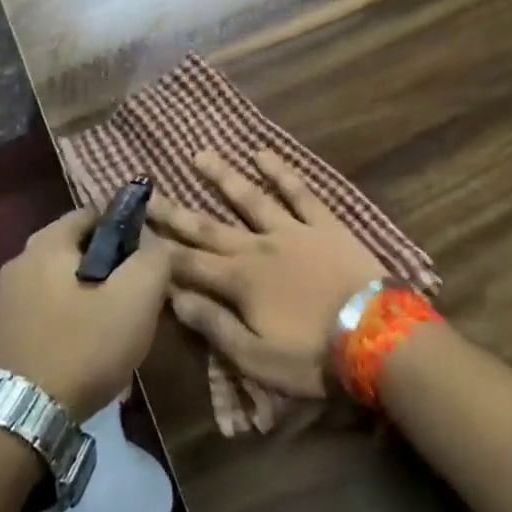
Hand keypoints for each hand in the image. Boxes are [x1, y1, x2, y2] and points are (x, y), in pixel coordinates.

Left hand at [0, 208, 170, 417]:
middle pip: (78, 249)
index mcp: (46, 243)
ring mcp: (7, 300)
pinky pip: (49, 312)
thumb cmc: (81, 348)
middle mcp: (20, 262)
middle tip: (138, 294)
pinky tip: (89, 350)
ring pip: (64, 283)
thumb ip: (153, 258)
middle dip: (111, 266)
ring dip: (92, 296)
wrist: (19, 422)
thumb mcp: (136, 297)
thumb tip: (154, 243)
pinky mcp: (4, 335)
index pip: (94, 213)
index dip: (127, 227)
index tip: (148, 255)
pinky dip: (72, 321)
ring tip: (118, 327)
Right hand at [151, 149, 383, 396]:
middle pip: (209, 227)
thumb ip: (214, 325)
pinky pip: (299, 191)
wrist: (376, 334)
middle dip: (176, 211)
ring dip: (223, 176)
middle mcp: (258, 247)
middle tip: (150, 192)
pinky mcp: (323, 223)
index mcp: (239, 281)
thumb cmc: (312, 355)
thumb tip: (174, 298)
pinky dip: (280, 171)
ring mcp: (291, 230)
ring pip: (249, 198)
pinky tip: (262, 154)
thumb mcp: (256, 357)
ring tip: (200, 155)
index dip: (159, 249)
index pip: (188, 263)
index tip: (135, 230)